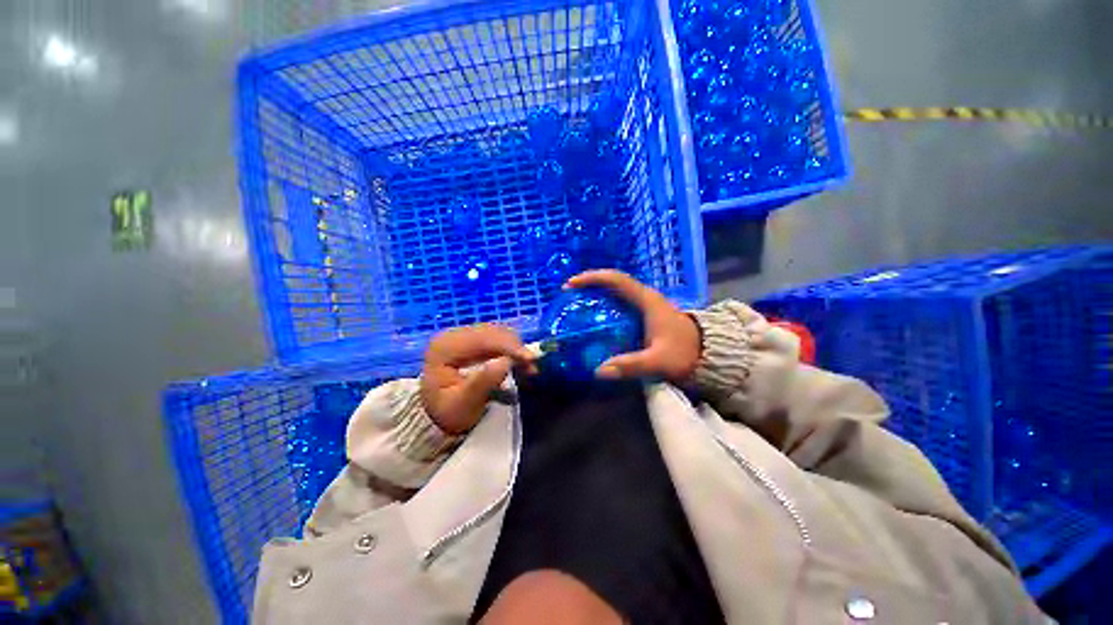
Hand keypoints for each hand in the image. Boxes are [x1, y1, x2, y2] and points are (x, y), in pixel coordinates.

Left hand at [422, 325, 536, 433]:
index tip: (530, 359)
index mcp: (445, 346)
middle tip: (532, 366)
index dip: (509, 346)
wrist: (437, 418)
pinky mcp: (474, 340)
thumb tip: (505, 361)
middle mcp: (453, 334)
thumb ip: (482, 383)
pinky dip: (512, 349)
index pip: (482, 338)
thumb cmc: (449, 413)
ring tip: (528, 367)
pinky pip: (499, 338)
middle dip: (516, 347)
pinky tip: (520, 362)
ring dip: (516, 348)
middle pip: (492, 332)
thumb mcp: (463, 405)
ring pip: (499, 333)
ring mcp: (464, 335)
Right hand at [565, 270, 701, 381]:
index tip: (572, 284)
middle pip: (612, 282)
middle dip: (590, 284)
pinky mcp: (644, 315)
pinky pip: (619, 304)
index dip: (593, 278)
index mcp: (647, 300)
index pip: (616, 280)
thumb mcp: (659, 360)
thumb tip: (599, 371)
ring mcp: (645, 305)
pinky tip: (594, 318)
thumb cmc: (686, 352)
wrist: (709, 354)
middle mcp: (644, 297)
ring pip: (615, 292)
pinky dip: (604, 306)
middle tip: (568, 294)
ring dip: (596, 293)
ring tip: (576, 303)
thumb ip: (631, 365)